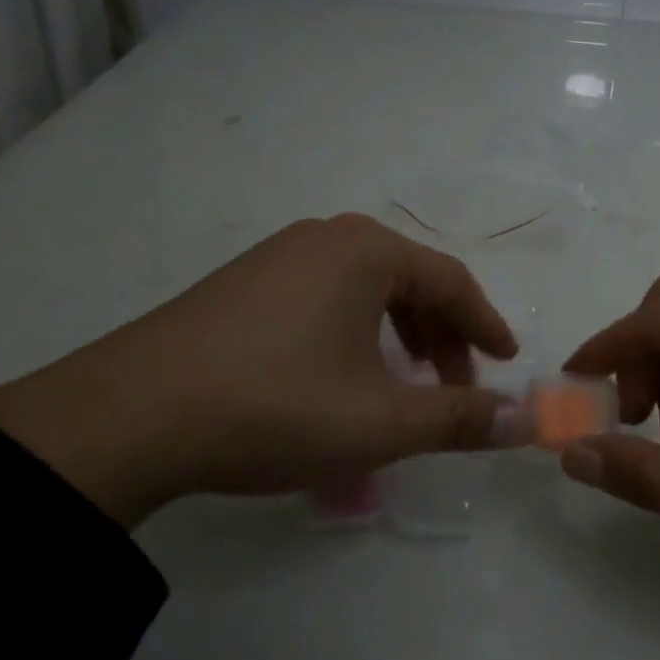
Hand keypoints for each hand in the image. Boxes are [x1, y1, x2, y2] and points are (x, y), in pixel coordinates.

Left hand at [0, 215, 517, 526]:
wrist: (130, 416)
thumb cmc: (275, 406)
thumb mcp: (380, 423)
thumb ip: (460, 419)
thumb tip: (528, 421)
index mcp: (366, 250)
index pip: (452, 281)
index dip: (486, 326)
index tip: (507, 363)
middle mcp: (324, 237)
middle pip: (409, 280)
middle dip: (442, 336)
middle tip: (454, 388)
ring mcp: (277, 255)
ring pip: (364, 289)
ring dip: (398, 335)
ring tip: (403, 385)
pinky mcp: (243, 282)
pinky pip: (324, 296)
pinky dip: (354, 331)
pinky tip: (340, 374)